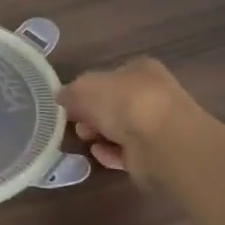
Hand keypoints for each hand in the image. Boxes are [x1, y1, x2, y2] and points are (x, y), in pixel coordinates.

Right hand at [58, 58, 195, 187]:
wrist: (162, 143)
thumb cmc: (123, 102)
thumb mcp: (84, 88)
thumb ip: (71, 91)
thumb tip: (63, 97)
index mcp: (141, 70)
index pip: (110, 76)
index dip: (87, 89)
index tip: (70, 103)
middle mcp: (152, 95)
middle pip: (114, 104)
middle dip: (92, 114)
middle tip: (75, 121)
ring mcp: (156, 126)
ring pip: (120, 128)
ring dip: (100, 134)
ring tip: (85, 139)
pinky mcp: (156, 154)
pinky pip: (127, 152)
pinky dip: (111, 153)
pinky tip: (99, 153)